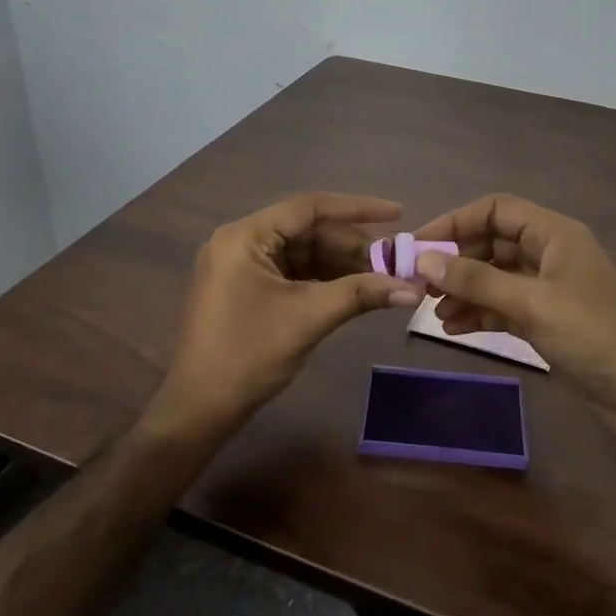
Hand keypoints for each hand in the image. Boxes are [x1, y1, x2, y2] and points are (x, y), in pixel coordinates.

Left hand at [155, 193, 418, 433]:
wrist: (201, 407)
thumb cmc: (249, 354)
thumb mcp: (309, 317)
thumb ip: (361, 294)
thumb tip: (414, 289)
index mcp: (245, 236)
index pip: (309, 208)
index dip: (357, 209)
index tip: (397, 213)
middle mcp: (241, 241)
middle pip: (308, 230)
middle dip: (353, 245)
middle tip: (395, 259)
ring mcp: (242, 266)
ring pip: (303, 253)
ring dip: (342, 264)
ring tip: (384, 276)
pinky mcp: (247, 288)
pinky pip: (293, 272)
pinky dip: (324, 280)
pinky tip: (356, 289)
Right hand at [410, 194, 615, 422]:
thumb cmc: (591, 335)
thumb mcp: (530, 303)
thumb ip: (476, 280)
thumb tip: (423, 260)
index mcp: (554, 234)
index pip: (496, 210)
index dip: (455, 222)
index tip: (418, 246)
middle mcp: (550, 254)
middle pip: (492, 243)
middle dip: (456, 261)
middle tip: (419, 284)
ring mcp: (549, 289)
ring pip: (495, 278)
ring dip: (464, 291)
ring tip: (433, 312)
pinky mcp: (547, 320)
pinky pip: (504, 306)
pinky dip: (480, 313)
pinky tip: (454, 328)